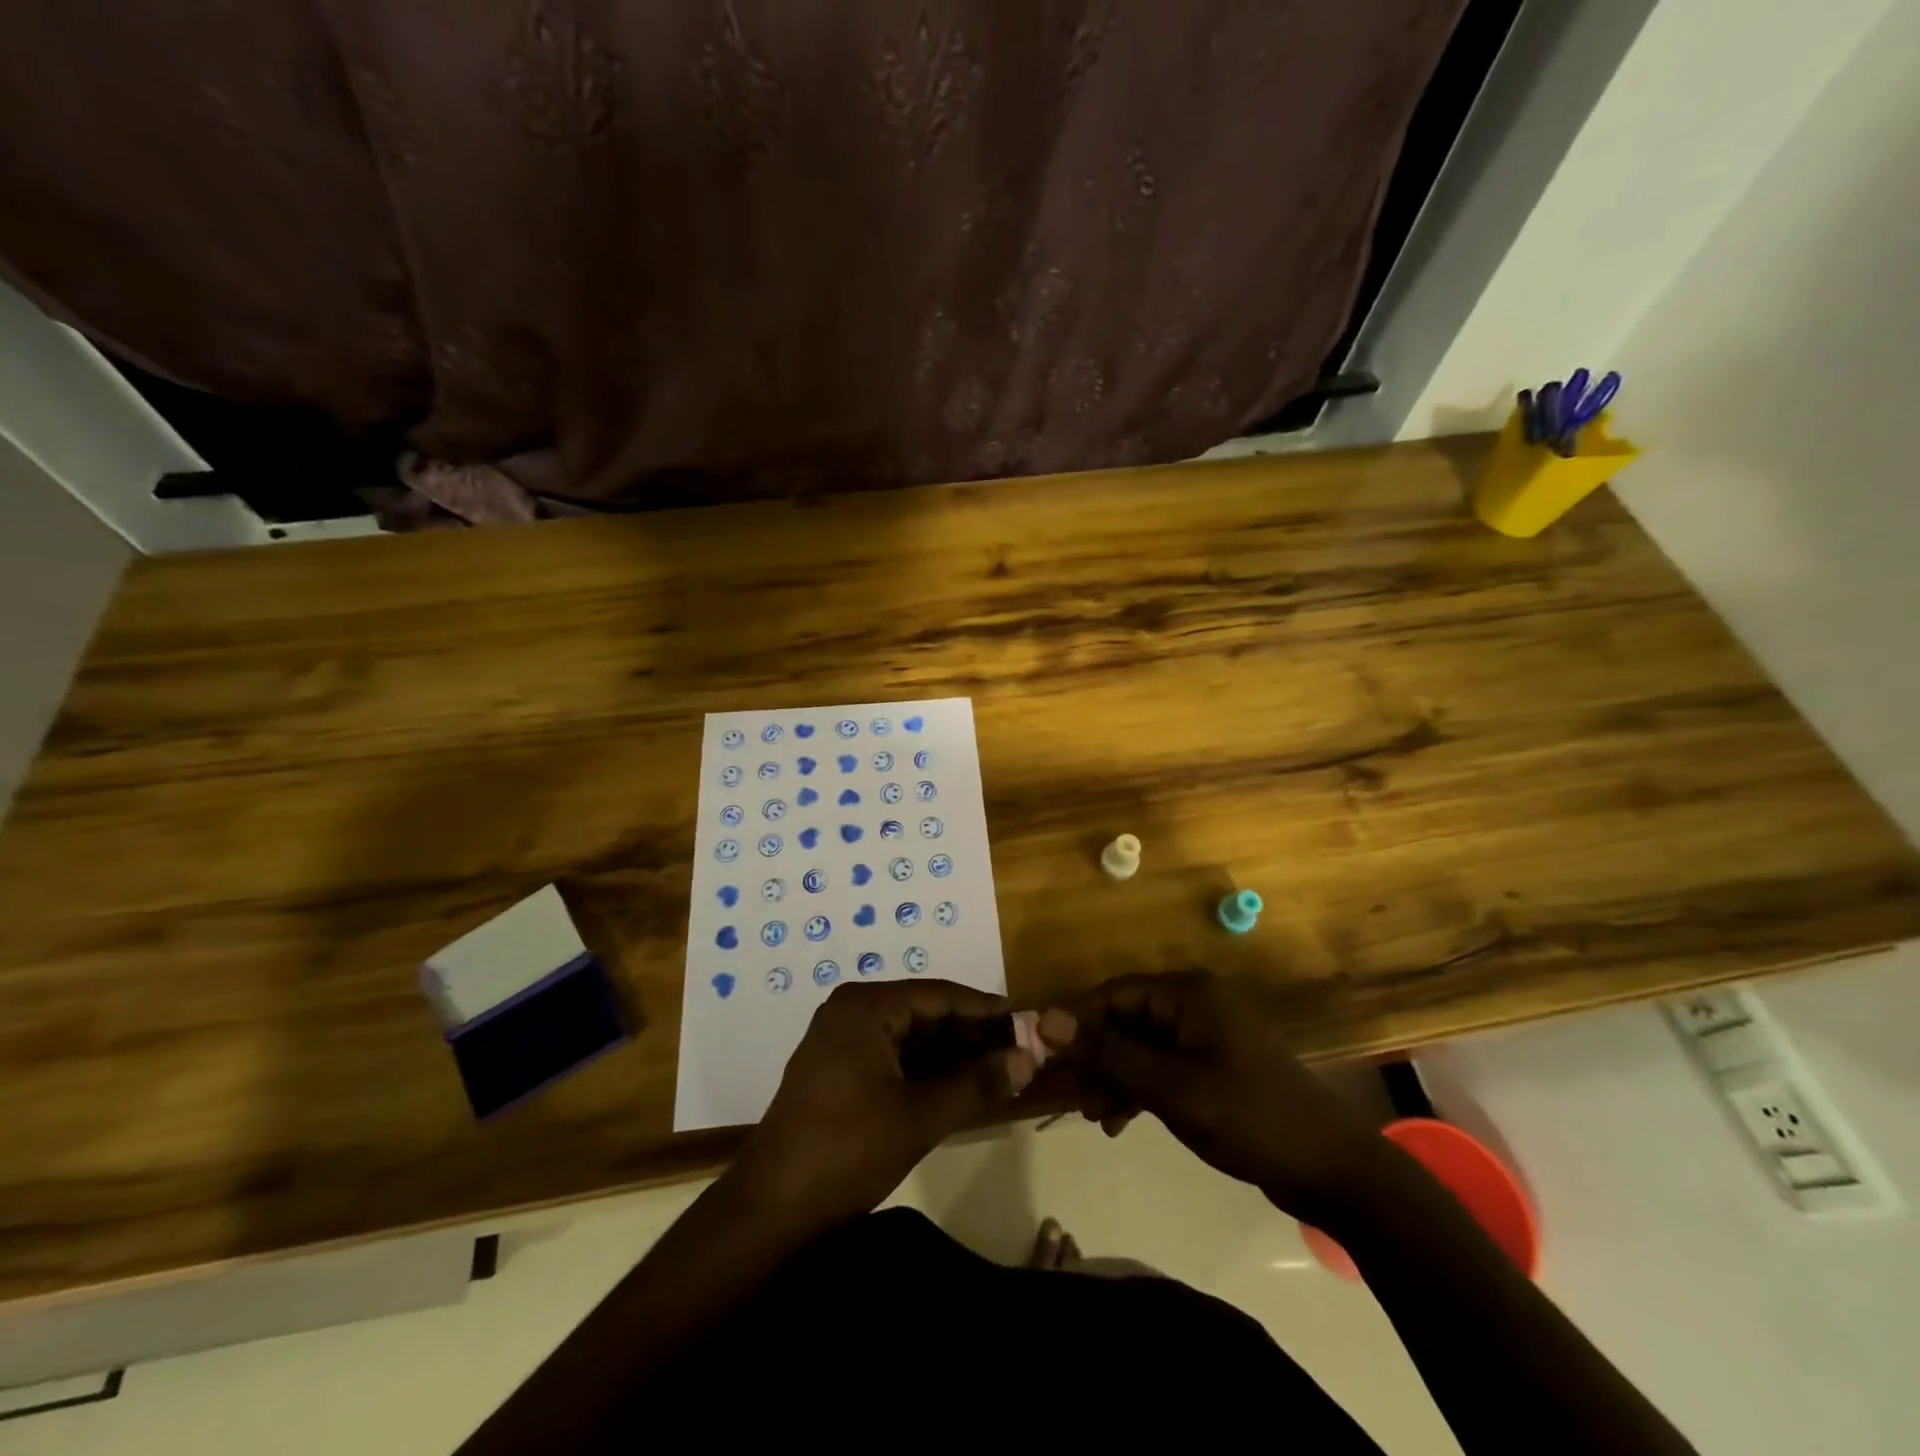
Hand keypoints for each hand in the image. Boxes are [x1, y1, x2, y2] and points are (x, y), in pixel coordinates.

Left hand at [731, 979, 1043, 1228]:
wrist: (771, 1209)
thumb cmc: (847, 1151)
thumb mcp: (920, 1116)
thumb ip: (977, 1082)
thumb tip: (1030, 1058)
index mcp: (867, 1006)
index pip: (941, 995)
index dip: (988, 1011)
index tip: (1031, 1025)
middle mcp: (854, 1010)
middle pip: (927, 1014)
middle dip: (974, 1036)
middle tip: (1023, 1054)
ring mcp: (844, 1039)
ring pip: (913, 1037)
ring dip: (954, 1056)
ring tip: (1002, 1072)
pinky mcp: (841, 1068)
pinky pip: (896, 1056)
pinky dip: (928, 1071)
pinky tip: (963, 1087)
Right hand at [1065, 970, 1387, 1225]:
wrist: (1332, 1171)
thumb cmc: (1249, 1116)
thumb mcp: (1171, 1087)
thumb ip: (1109, 1052)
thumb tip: (1046, 1019)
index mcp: (1188, 993)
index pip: (1113, 994)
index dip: (1075, 1022)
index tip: (1041, 1053)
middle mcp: (1193, 1005)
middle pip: (1124, 1021)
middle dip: (1095, 1058)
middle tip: (1065, 1096)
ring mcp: (1203, 1038)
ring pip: (1139, 1049)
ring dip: (1113, 1079)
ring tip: (1093, 1116)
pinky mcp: (1210, 1069)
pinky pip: (1159, 1069)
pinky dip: (1137, 1091)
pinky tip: (1118, 1122)